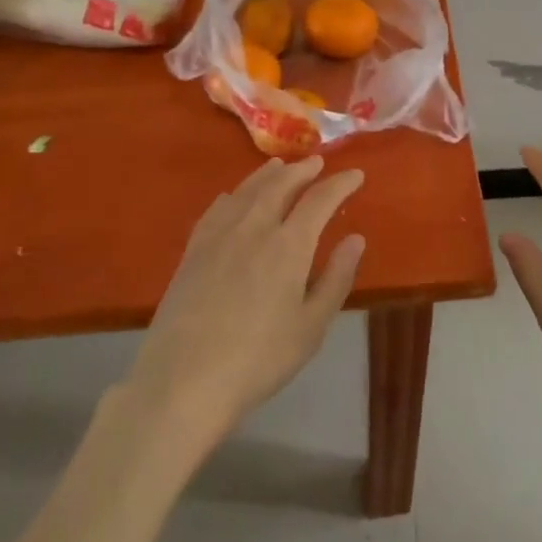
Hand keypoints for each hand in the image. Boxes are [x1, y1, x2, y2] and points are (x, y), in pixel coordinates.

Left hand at [129, 157, 365, 441]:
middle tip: (316, 162)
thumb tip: (356, 239)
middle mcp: (254, 228)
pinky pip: (217, 209)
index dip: (340, 184)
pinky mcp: (193, 251)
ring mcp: (219, 236)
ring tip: (279, 165)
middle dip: (302, 170)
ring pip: (247, 190)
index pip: (320, 200)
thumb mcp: (311, 326)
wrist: (184, 380)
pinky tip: (232, 196)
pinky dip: (232, 195)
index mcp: (289, 245)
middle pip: (280, 184)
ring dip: (267, 174)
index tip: (356, 174)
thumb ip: (336, 278)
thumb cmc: (259, 359)